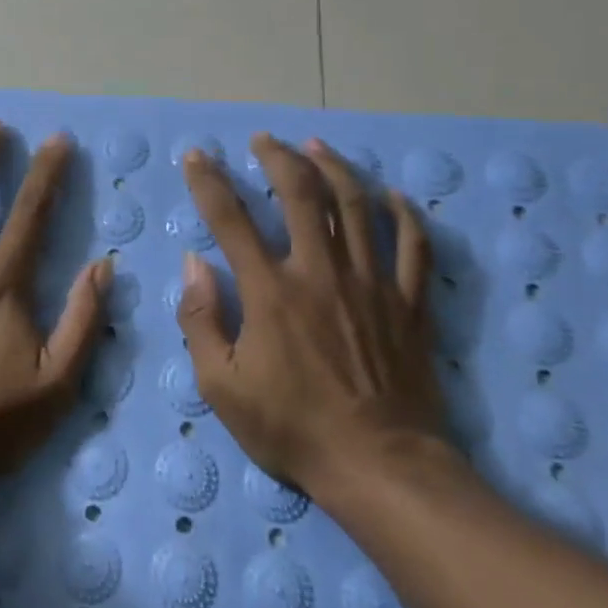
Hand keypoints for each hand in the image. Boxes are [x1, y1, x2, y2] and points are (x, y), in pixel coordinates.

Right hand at [174, 133, 448, 500]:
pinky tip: (392, 195)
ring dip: (334, 167)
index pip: (230, 219)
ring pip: (357, 205)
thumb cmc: (292, 429)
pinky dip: (404, 215)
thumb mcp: (221, 387)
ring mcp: (371, 283)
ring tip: (316, 145)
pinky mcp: (409, 303)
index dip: (208, 182)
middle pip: (301, 194)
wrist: (380, 467)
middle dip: (279, 157)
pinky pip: (413, 246)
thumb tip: (194, 263)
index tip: (197, 156)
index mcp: (270, 291)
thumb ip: (200, 320)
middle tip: (265, 140)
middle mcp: (320, 272)